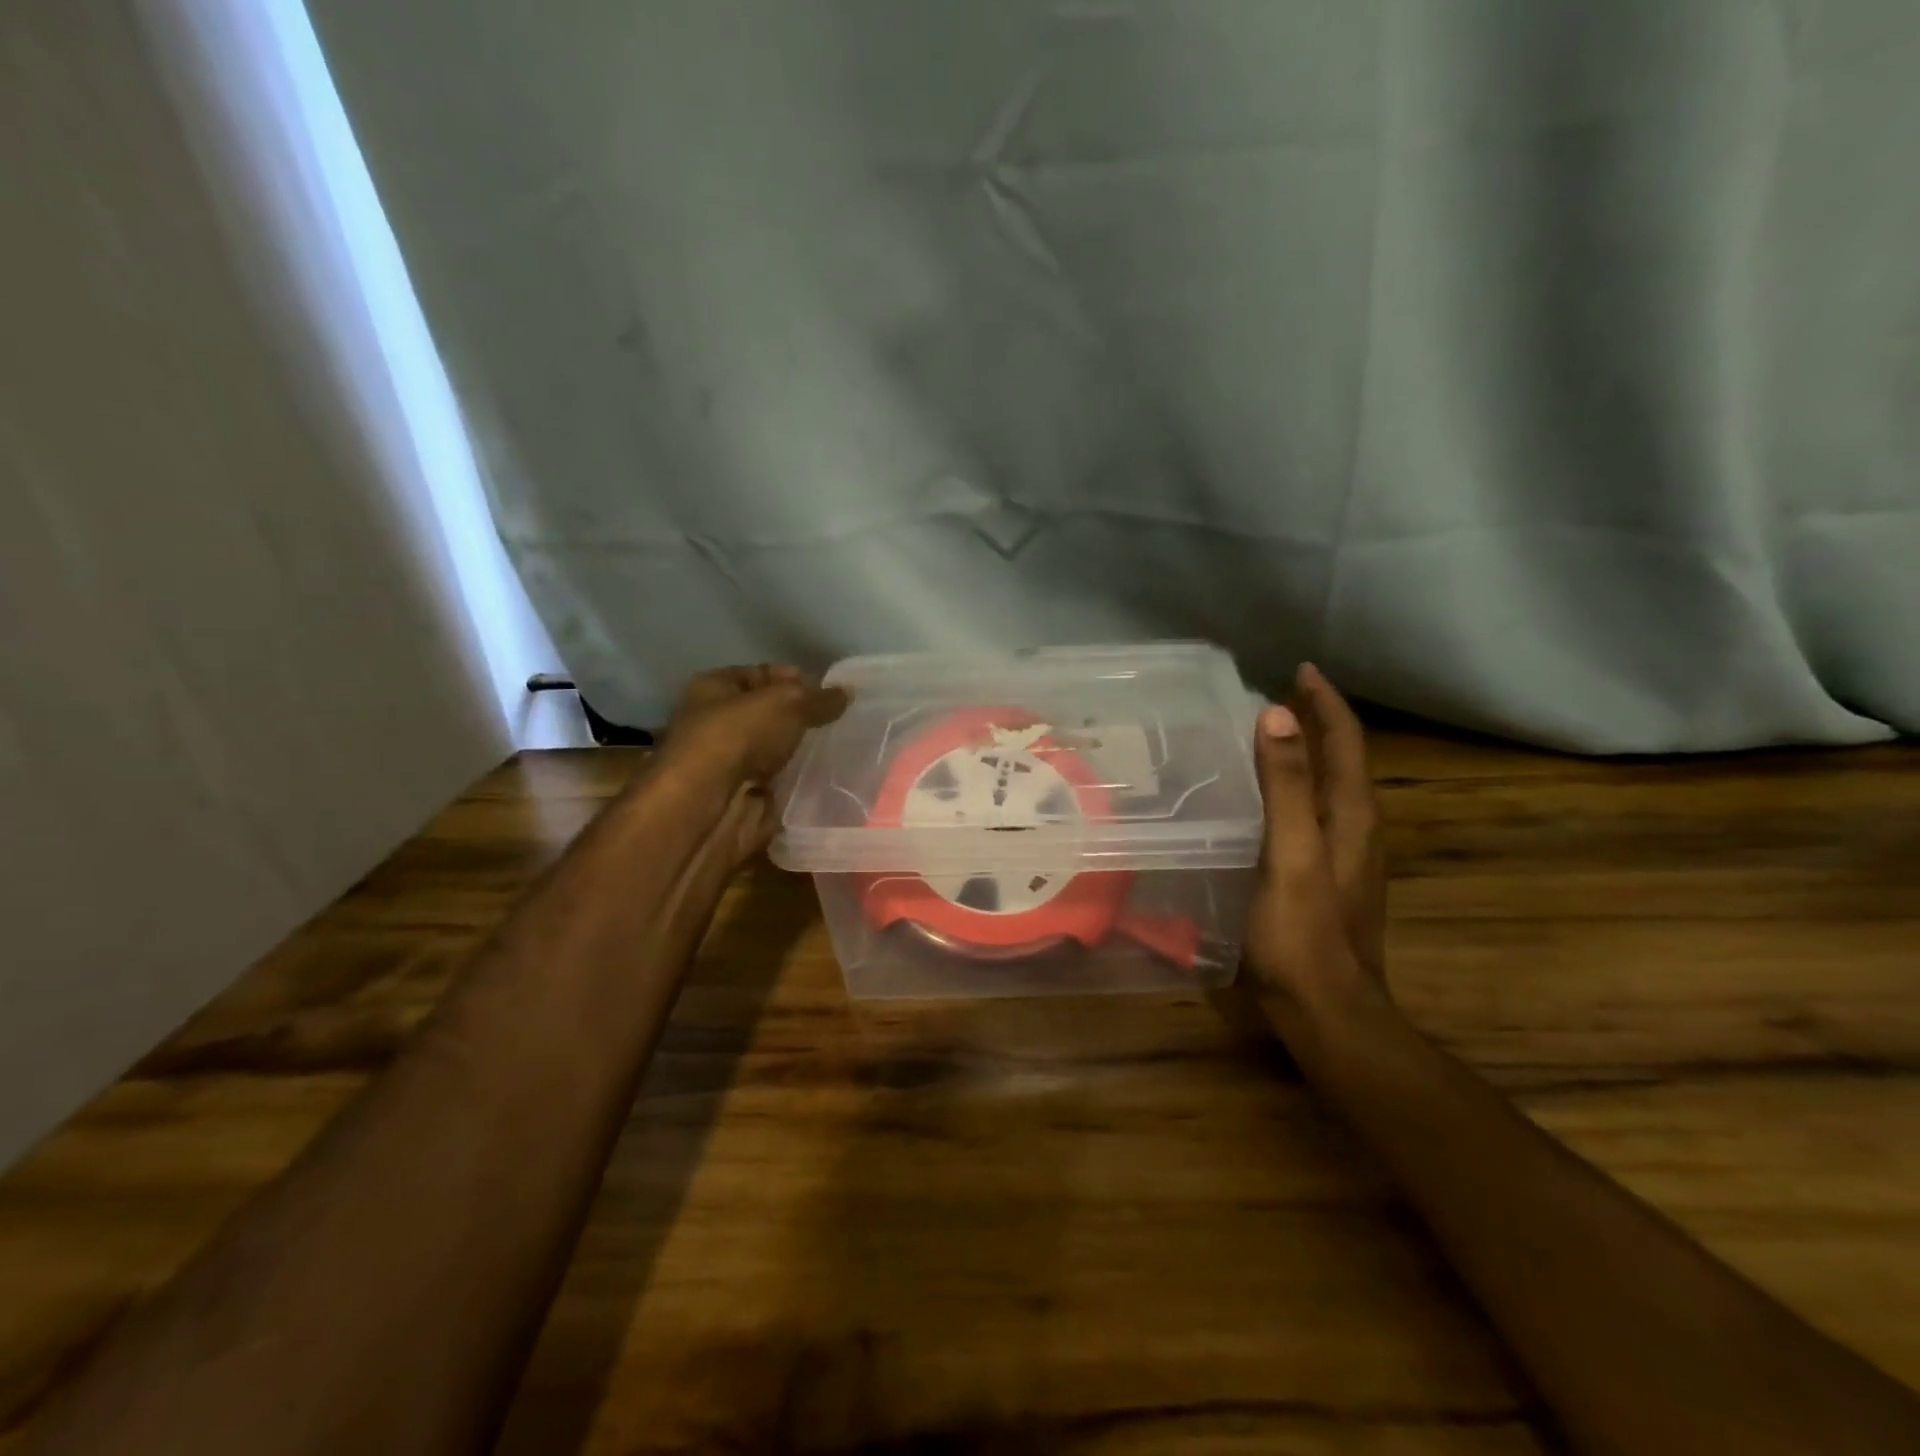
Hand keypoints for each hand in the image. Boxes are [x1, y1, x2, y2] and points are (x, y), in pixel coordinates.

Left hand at [659, 664, 848, 783]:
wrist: (709, 808)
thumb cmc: (738, 736)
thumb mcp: (787, 703)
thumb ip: (819, 699)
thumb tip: (847, 693)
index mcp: (714, 688)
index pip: (761, 675)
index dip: (795, 679)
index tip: (832, 692)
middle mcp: (718, 724)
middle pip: (770, 716)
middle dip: (804, 719)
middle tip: (845, 722)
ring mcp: (732, 765)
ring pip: (778, 753)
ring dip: (806, 754)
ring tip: (846, 750)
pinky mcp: (746, 799)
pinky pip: (782, 786)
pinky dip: (804, 786)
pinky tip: (834, 780)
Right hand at [1243, 663, 1387, 1008]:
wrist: (1327, 1013)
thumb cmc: (1302, 934)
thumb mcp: (1291, 854)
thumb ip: (1287, 786)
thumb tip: (1279, 714)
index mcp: (1353, 816)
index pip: (1346, 742)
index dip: (1325, 703)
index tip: (1300, 669)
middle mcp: (1357, 830)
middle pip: (1343, 761)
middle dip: (1319, 722)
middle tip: (1281, 695)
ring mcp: (1345, 858)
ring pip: (1331, 788)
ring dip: (1309, 754)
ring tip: (1273, 735)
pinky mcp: (1327, 879)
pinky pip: (1315, 814)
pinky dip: (1297, 789)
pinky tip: (1269, 799)